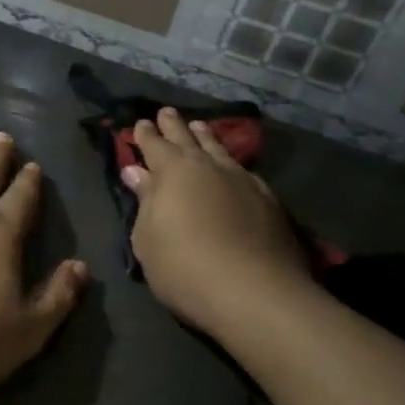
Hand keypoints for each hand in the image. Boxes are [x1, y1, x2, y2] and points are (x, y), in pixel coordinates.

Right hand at [122, 108, 308, 341]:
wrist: (254, 292)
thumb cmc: (183, 266)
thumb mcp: (148, 237)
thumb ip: (145, 200)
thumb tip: (136, 171)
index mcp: (172, 171)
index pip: (154, 145)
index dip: (145, 134)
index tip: (140, 123)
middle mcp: (207, 166)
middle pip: (187, 138)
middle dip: (174, 125)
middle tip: (166, 112)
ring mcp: (242, 180)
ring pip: (219, 149)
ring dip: (206, 137)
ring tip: (200, 126)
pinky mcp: (268, 200)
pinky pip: (243, 170)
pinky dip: (232, 163)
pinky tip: (234, 168)